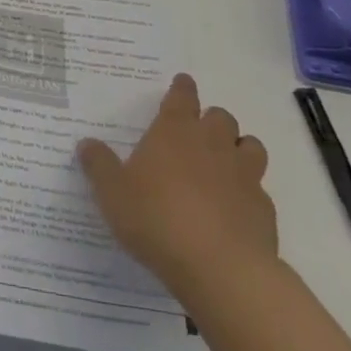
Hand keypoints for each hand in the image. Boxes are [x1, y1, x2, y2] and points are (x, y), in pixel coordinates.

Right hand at [78, 74, 277, 299]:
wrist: (220, 268)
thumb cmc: (157, 219)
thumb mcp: (112, 193)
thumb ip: (99, 165)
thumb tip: (86, 143)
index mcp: (175, 131)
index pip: (182, 96)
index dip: (182, 88)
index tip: (183, 82)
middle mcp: (212, 143)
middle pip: (220, 116)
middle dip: (211, 120)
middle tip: (198, 133)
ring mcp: (244, 175)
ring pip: (250, 145)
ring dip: (239, 148)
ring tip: (225, 163)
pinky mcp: (264, 208)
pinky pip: (259, 189)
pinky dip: (249, 192)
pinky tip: (235, 209)